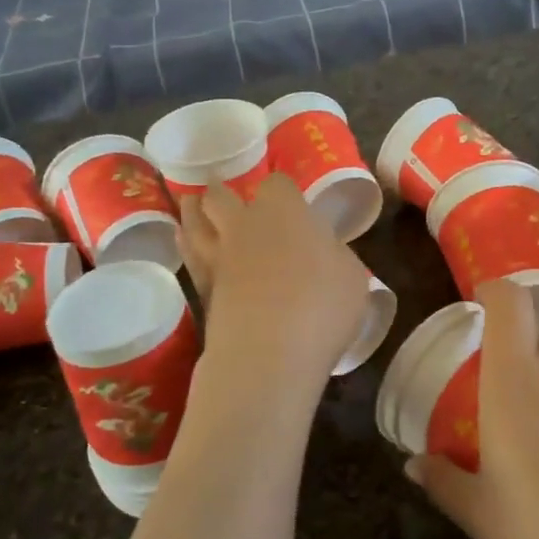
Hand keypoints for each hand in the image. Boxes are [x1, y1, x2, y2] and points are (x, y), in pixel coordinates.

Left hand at [178, 173, 368, 384]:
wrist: (269, 354)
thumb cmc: (322, 307)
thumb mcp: (352, 277)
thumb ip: (335, 256)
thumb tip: (323, 252)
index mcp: (285, 213)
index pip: (277, 184)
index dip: (281, 189)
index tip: (285, 197)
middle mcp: (246, 226)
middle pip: (219, 197)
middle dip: (219, 192)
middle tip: (218, 189)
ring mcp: (219, 258)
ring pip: (194, 223)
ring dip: (193, 212)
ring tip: (191, 207)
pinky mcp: (202, 291)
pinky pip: (189, 257)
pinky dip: (186, 245)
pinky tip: (186, 242)